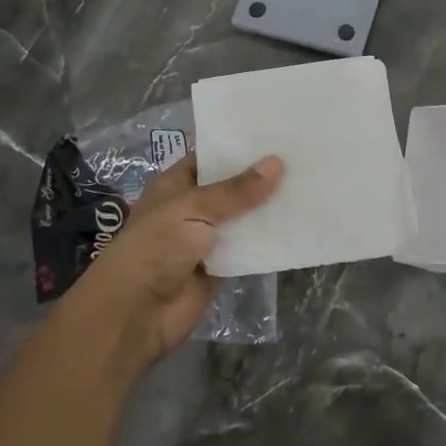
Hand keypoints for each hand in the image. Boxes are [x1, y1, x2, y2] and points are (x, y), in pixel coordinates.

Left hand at [75, 152, 283, 371]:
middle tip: (302, 156)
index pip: (210, 157)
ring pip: (244, 218)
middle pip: (232, 188)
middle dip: (261, 176)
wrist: (136, 313)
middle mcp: (191, 208)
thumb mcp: (194, 209)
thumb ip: (237, 190)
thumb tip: (277, 163)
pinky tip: (298, 223)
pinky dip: (269, 240)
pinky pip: (249, 248)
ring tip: (309, 184)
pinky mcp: (220, 267)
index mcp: (175, 185)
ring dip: (269, 208)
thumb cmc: (156, 247)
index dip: (238, 147)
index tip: (275, 132)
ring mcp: (206, 239)